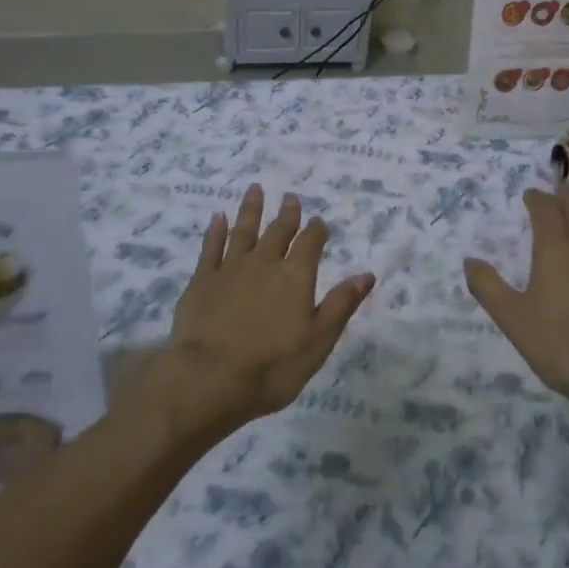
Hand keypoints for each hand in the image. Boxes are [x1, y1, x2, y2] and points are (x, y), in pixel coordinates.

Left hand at [136, 185, 373, 445]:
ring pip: (243, 231)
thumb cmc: (273, 366)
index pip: (310, 244)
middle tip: (290, 197)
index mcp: (295, 277)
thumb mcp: (318, 341)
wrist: (210, 378)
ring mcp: (230, 269)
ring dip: (251, 210)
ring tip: (255, 189)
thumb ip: (341, 304)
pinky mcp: (201, 280)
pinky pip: (211, 247)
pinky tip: (218, 217)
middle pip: (278, 232)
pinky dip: (216, 231)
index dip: (316, 231)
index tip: (319, 221)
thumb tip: (367, 274)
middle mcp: (264, 264)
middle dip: (287, 214)